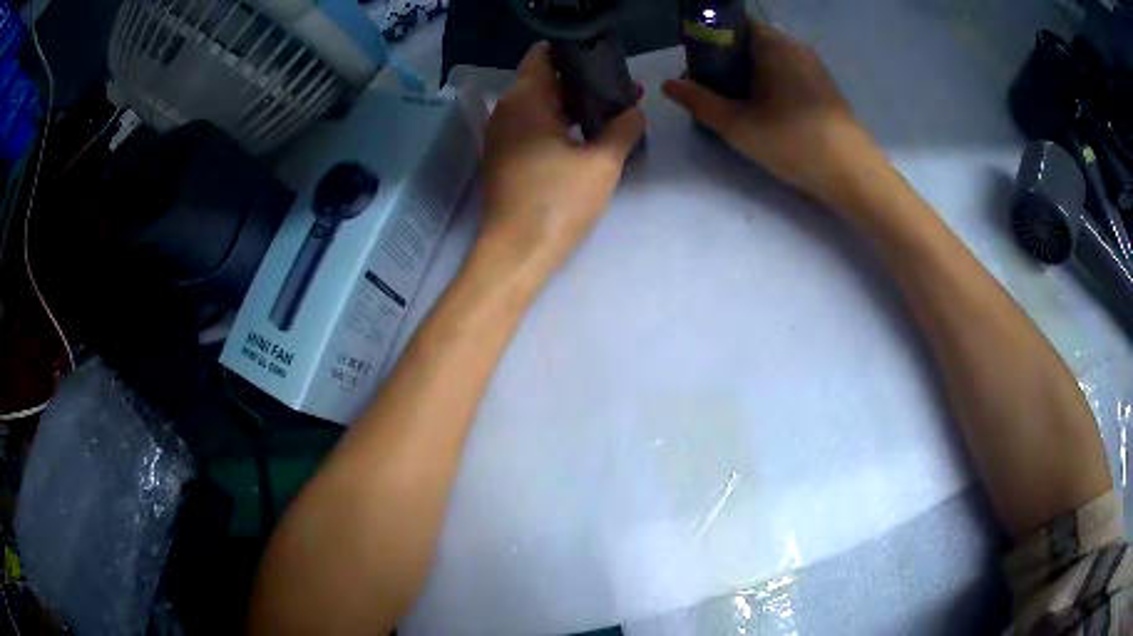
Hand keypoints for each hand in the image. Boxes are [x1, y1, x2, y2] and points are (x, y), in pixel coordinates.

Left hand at [478, 42, 644, 284]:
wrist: (516, 252)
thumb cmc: (558, 201)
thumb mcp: (601, 163)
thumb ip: (623, 129)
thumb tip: (635, 111)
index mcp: (524, 99)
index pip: (543, 56)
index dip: (573, 54)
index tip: (604, 62)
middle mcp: (505, 110)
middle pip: (543, 81)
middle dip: (581, 82)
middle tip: (619, 89)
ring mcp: (500, 136)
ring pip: (538, 106)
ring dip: (571, 105)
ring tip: (610, 112)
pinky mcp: (502, 159)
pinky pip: (530, 128)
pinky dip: (556, 125)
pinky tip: (585, 137)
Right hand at [663, 21, 877, 206]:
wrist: (853, 174)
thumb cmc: (794, 142)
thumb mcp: (738, 125)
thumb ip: (700, 101)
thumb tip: (669, 84)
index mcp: (773, 44)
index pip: (733, 24)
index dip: (709, 41)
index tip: (698, 68)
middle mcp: (795, 47)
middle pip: (750, 42)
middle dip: (726, 62)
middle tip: (712, 93)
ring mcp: (813, 66)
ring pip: (769, 60)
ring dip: (748, 76)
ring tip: (737, 107)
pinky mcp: (824, 87)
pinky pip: (787, 74)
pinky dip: (770, 85)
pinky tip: (767, 114)